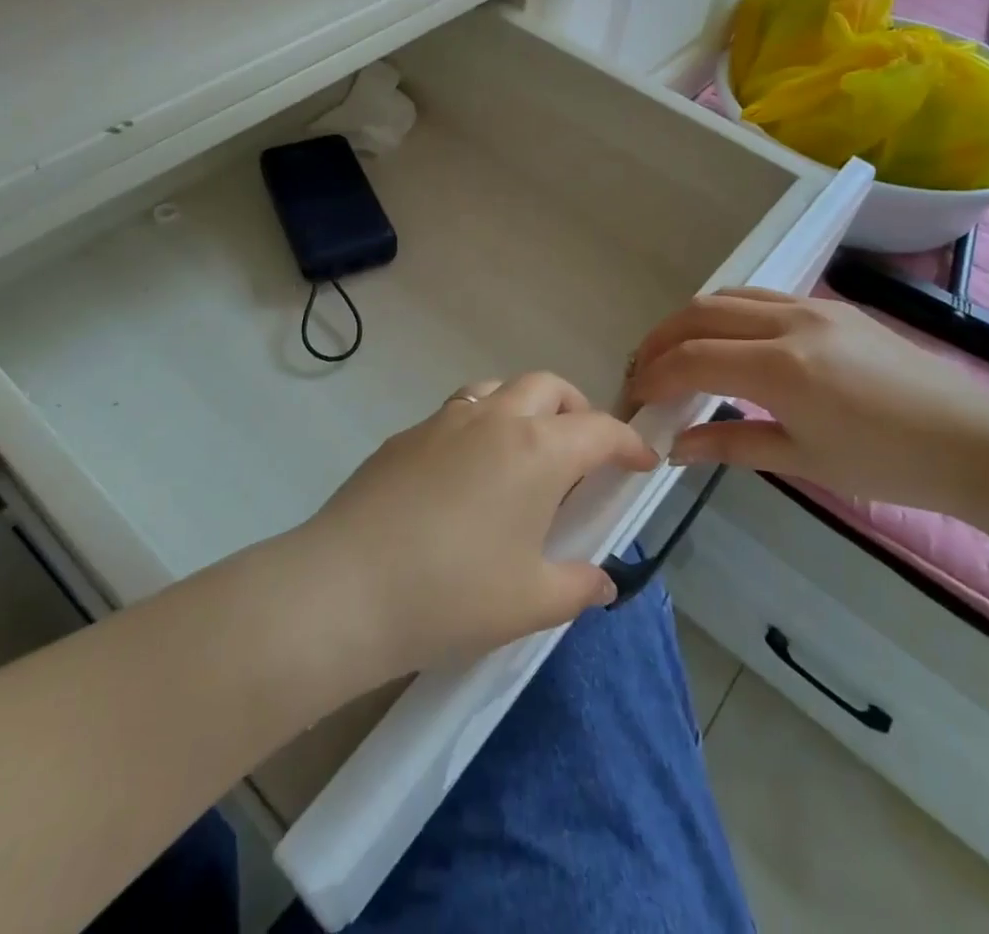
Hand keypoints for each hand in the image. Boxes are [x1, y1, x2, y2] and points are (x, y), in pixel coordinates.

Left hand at [300, 373, 655, 678]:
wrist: (345, 587)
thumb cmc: (452, 594)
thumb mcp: (530, 602)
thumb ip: (577, 586)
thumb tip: (602, 581)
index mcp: (536, 450)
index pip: (599, 429)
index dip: (629, 442)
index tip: (643, 461)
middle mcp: (494, 418)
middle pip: (548, 387)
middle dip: (576, 409)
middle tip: (584, 451)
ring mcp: (444, 420)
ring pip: (497, 389)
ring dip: (523, 407)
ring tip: (525, 454)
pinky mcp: (405, 435)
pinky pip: (457, 413)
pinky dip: (480, 426)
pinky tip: (466, 475)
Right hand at [628, 288, 988, 513]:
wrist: (975, 441)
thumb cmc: (889, 464)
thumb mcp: (803, 462)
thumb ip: (731, 445)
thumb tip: (675, 447)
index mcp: (782, 368)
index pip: (694, 358)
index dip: (655, 375)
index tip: (635, 396)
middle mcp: (790, 323)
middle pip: (701, 313)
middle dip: (662, 339)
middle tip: (643, 370)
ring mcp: (813, 307)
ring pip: (729, 296)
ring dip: (691, 320)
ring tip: (676, 352)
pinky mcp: (831, 306)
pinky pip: (761, 297)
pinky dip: (727, 313)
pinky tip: (726, 341)